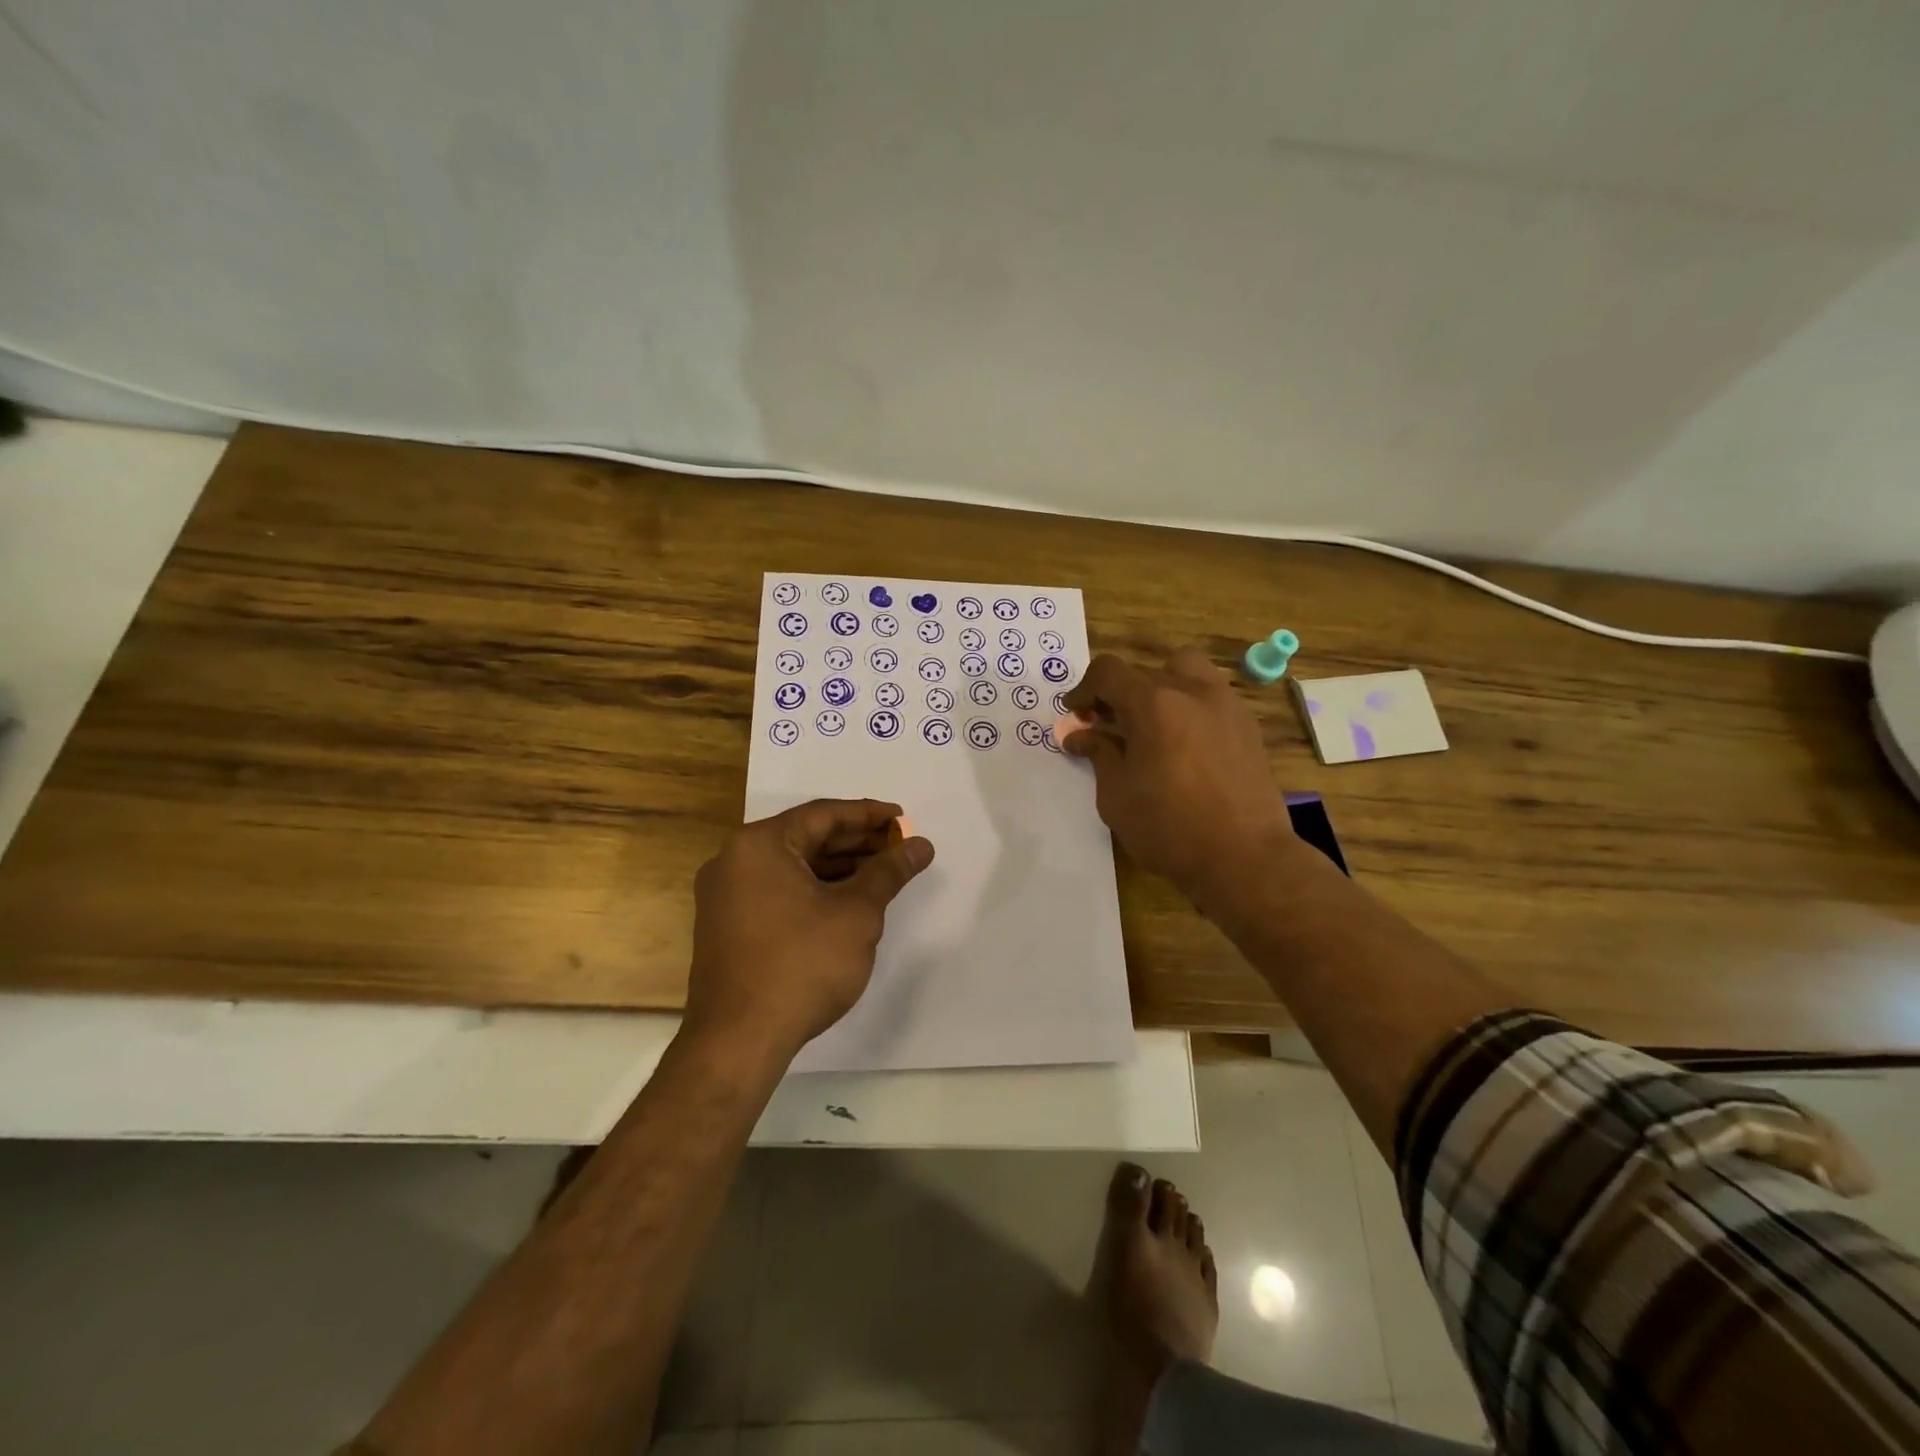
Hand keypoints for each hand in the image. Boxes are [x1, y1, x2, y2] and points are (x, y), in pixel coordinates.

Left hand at [685, 799, 933, 1059]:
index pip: (823, 815)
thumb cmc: (802, 965)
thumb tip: (920, 845)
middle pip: (806, 838)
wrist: (739, 1041)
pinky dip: (814, 889)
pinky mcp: (727, 926)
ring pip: (792, 866)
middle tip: (899, 846)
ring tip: (882, 872)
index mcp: (759, 845)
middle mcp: (734, 860)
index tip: (903, 819)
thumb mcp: (856, 913)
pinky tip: (847, 901)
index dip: (868, 815)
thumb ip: (889, 872)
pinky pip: (777, 890)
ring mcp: (725, 895)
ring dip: (837, 867)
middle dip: (856, 842)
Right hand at [1062, 648, 1295, 906]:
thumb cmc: (1169, 828)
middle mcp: (1192, 691)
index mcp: (1154, 704)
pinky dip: (1189, 706)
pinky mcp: (1248, 726)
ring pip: (1186, 671)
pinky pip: (1211, 697)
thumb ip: (1098, 754)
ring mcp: (1226, 705)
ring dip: (1160, 687)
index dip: (1084, 689)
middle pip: (1145, 671)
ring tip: (1151, 724)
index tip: (1075, 714)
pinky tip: (1183, 743)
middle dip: (1118, 693)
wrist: (1245, 858)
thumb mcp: (1117, 795)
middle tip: (1107, 725)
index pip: (1108, 672)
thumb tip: (1079, 735)